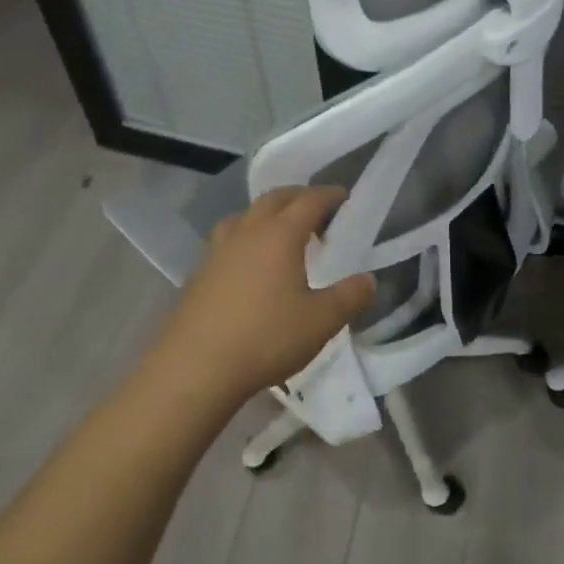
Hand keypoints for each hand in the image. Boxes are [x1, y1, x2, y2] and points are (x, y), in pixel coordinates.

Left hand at [146, 185, 375, 405]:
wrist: (195, 368)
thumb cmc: (266, 337)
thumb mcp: (321, 321)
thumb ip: (350, 297)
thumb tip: (368, 280)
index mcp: (280, 235)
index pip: (309, 201)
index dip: (330, 195)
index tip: (345, 197)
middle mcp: (247, 232)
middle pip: (274, 199)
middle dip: (298, 197)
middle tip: (318, 210)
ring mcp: (218, 251)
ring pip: (245, 216)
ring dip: (267, 215)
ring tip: (282, 233)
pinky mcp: (199, 274)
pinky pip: (228, 241)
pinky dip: (246, 238)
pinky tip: (251, 266)